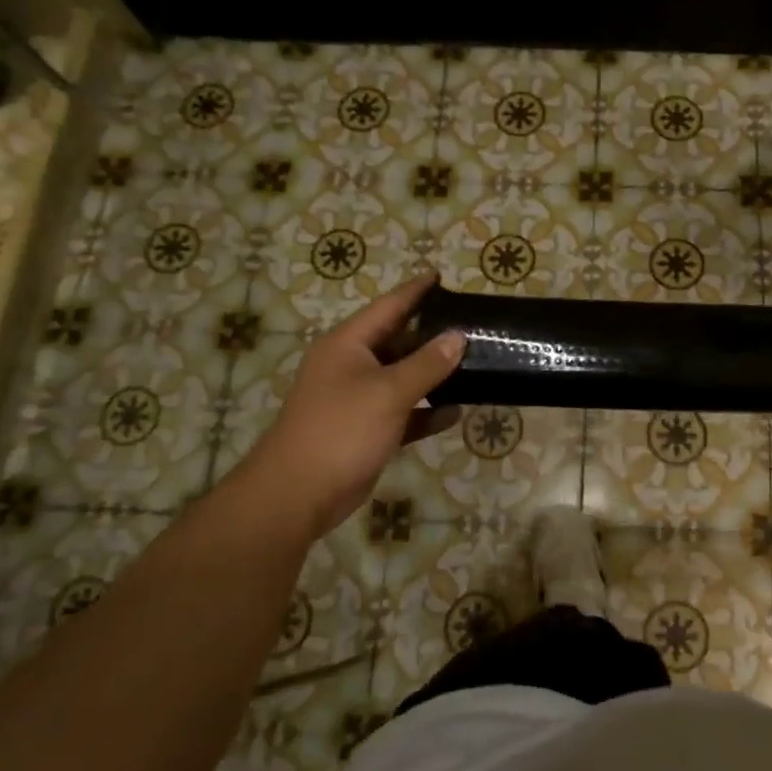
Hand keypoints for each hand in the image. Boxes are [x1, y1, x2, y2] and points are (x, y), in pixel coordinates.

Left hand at [228, 273, 465, 540]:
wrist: (298, 494)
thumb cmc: (341, 429)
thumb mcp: (388, 392)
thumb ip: (426, 364)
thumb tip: (457, 337)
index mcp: (348, 345)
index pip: (388, 307)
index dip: (415, 291)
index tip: (441, 276)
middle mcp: (351, 366)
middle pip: (397, 341)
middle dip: (432, 335)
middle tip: (471, 325)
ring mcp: (357, 399)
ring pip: (402, 378)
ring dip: (433, 374)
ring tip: (473, 364)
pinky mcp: (366, 430)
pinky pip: (403, 413)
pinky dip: (426, 412)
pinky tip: (455, 413)